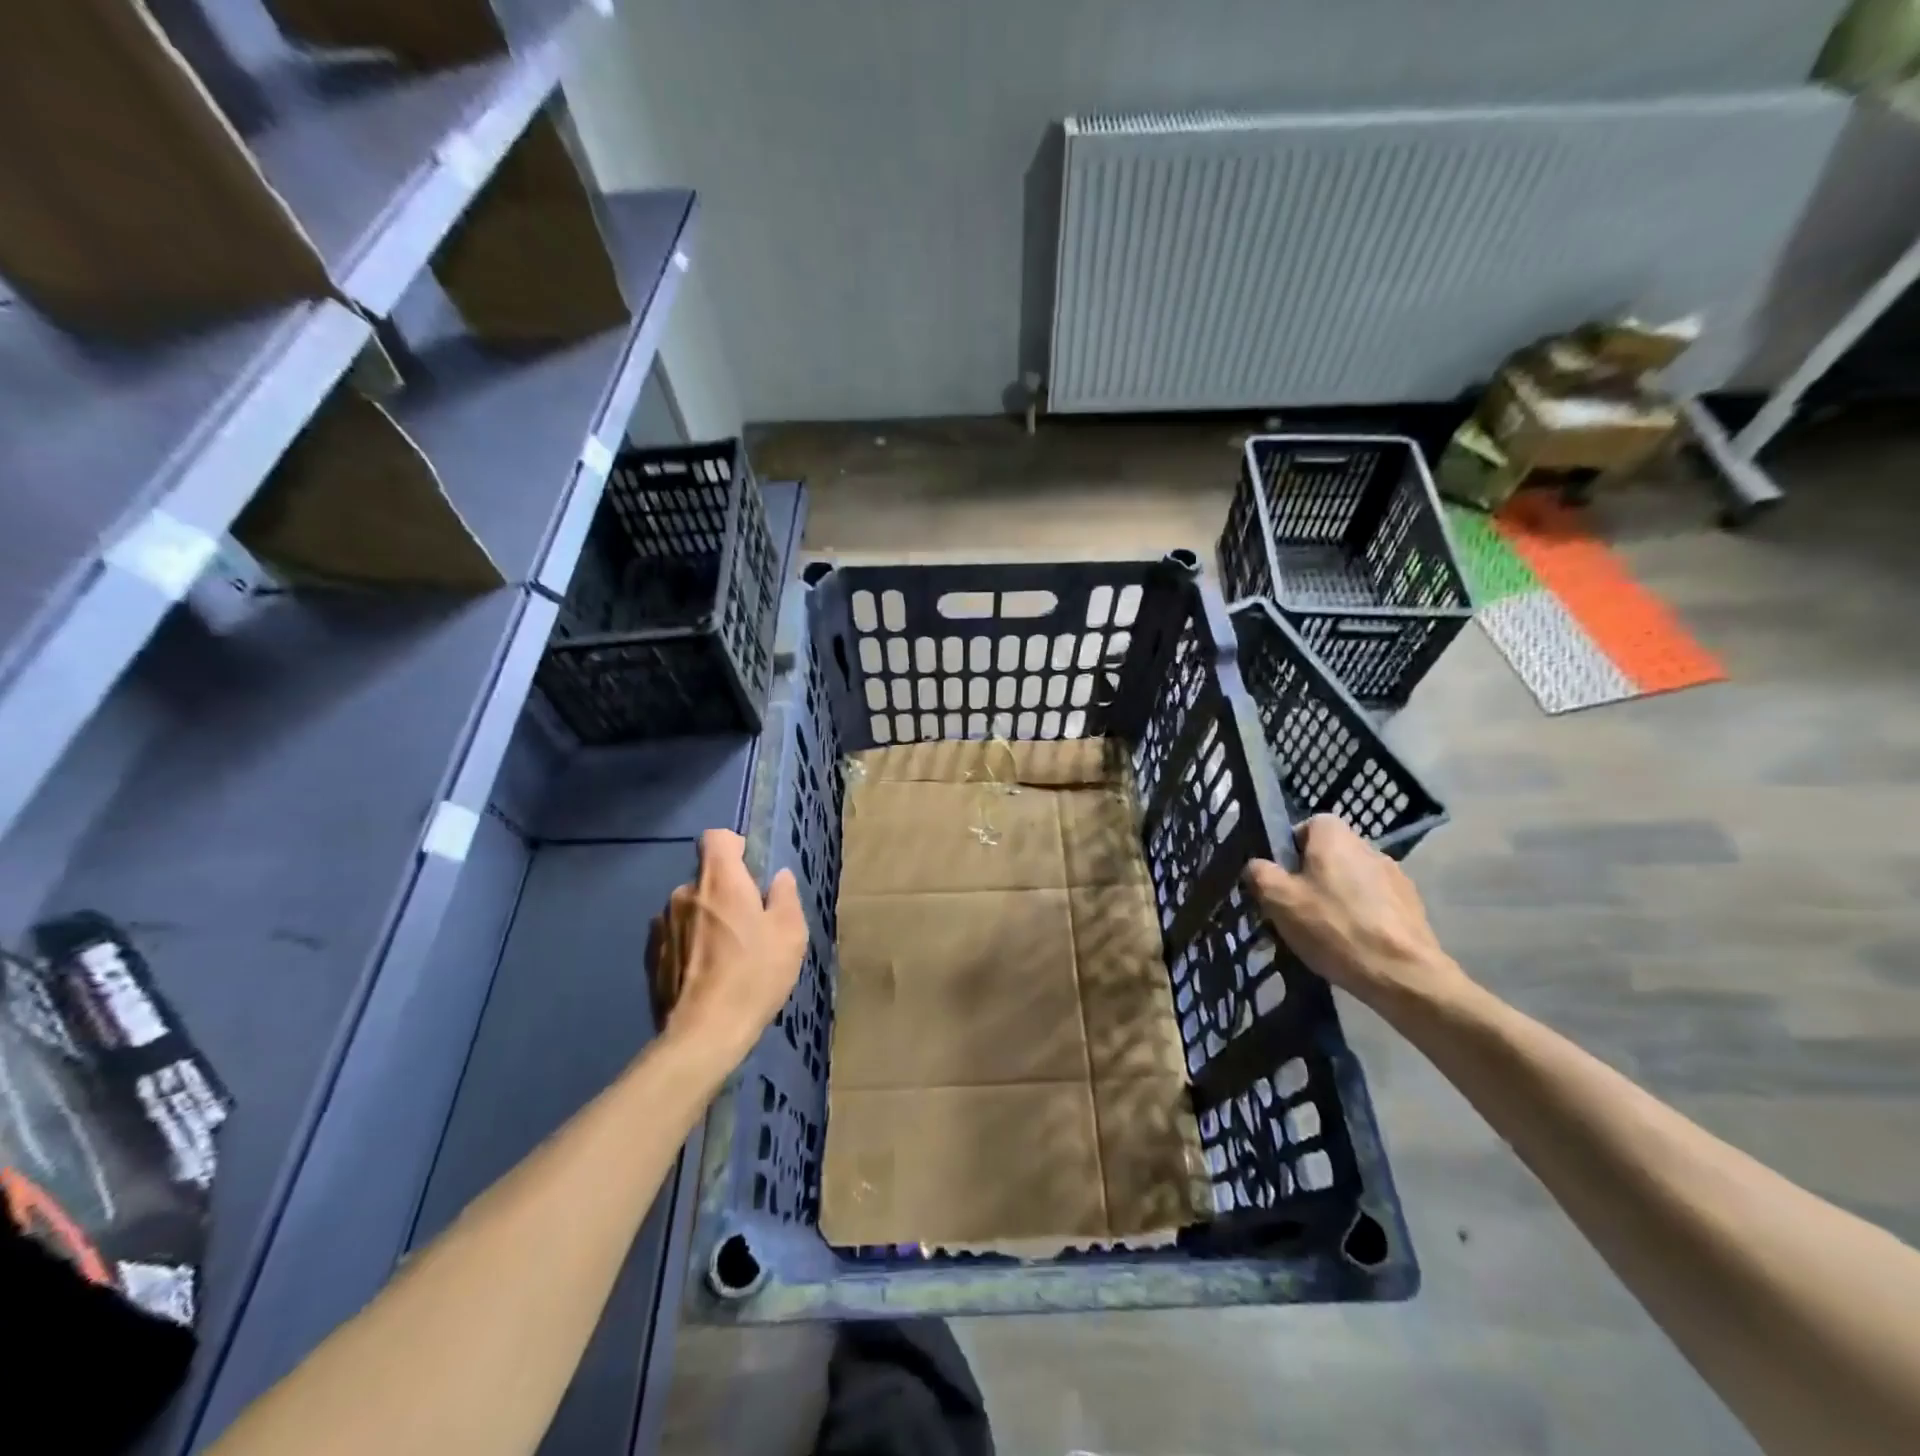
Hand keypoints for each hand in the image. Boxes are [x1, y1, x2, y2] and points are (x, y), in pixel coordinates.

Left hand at [651, 829, 807, 1071]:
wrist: (704, 1033)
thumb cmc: (754, 975)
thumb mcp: (789, 934)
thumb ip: (785, 897)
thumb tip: (778, 878)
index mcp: (720, 881)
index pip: (716, 838)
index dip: (734, 846)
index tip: (750, 870)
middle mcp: (684, 893)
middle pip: (706, 876)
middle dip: (725, 891)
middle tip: (748, 923)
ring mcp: (662, 925)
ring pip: (690, 907)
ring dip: (706, 918)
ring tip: (726, 953)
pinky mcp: (651, 955)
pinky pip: (675, 934)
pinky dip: (689, 943)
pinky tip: (705, 972)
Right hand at [1244, 815, 1467, 1014]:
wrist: (1403, 974)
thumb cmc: (1334, 927)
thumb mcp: (1278, 900)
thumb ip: (1260, 874)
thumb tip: (1257, 866)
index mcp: (1335, 836)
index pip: (1307, 826)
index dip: (1289, 850)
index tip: (1282, 880)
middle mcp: (1368, 846)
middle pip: (1329, 855)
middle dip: (1312, 877)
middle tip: (1297, 910)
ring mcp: (1396, 877)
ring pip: (1352, 880)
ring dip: (1338, 898)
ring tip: (1326, 933)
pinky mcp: (1412, 906)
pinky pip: (1375, 903)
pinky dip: (1362, 917)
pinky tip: (1354, 945)